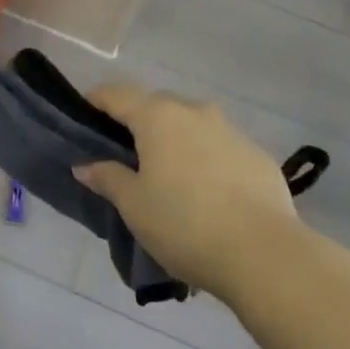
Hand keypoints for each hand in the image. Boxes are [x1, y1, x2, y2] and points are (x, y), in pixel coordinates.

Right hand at [73, 84, 301, 301]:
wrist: (265, 254)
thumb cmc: (185, 224)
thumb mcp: (134, 206)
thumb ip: (108, 178)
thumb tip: (85, 165)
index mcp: (157, 116)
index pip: (116, 95)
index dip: (96, 101)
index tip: (84, 115)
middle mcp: (194, 111)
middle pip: (156, 106)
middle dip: (138, 123)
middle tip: (126, 155)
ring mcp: (230, 130)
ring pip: (192, 125)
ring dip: (176, 141)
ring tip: (170, 178)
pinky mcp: (258, 155)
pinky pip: (220, 148)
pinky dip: (206, 160)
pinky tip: (208, 194)